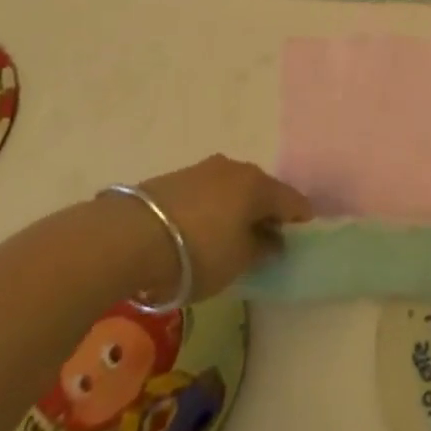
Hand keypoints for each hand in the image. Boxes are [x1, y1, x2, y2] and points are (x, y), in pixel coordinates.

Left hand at [135, 155, 312, 299]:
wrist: (130, 236)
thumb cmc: (198, 252)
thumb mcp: (238, 262)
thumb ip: (262, 249)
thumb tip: (273, 240)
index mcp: (258, 185)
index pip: (292, 200)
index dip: (300, 221)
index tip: (299, 240)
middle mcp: (236, 168)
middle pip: (261, 190)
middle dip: (266, 213)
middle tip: (264, 241)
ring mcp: (204, 169)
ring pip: (232, 189)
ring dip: (236, 209)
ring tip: (229, 238)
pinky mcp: (176, 177)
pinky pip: (208, 193)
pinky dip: (213, 209)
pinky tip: (201, 231)